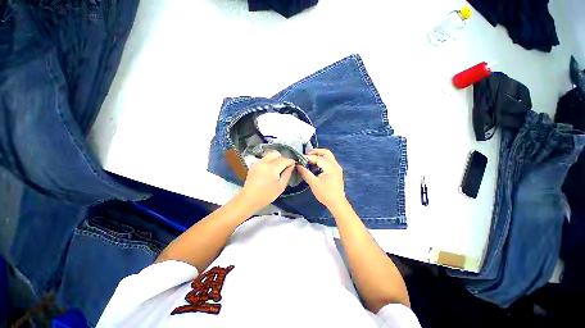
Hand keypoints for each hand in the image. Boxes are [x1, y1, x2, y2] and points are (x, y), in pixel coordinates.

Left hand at [239, 151, 294, 211]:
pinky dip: (269, 161)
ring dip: (275, 159)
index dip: (290, 161)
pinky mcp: (254, 164)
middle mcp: (264, 162)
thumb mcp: (280, 187)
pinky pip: (264, 158)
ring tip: (277, 169)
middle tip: (285, 167)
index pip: (284, 160)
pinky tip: (270, 170)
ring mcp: (257, 162)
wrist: (249, 199)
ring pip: (270, 155)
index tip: (294, 164)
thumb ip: (287, 174)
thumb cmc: (266, 195)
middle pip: (276, 154)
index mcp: (271, 168)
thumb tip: (291, 165)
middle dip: (282, 158)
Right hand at [297, 149, 345, 207]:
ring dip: (319, 157)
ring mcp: (337, 168)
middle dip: (316, 152)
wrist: (337, 203)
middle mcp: (335, 165)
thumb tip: (298, 166)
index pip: (318, 158)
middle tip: (306, 155)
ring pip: (328, 157)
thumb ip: (306, 173)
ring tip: (309, 161)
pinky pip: (329, 163)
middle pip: (326, 153)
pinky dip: (322, 162)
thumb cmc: (325, 193)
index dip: (308, 158)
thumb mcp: (314, 183)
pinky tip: (315, 167)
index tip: (300, 159)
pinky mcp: (336, 172)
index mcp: (330, 167)